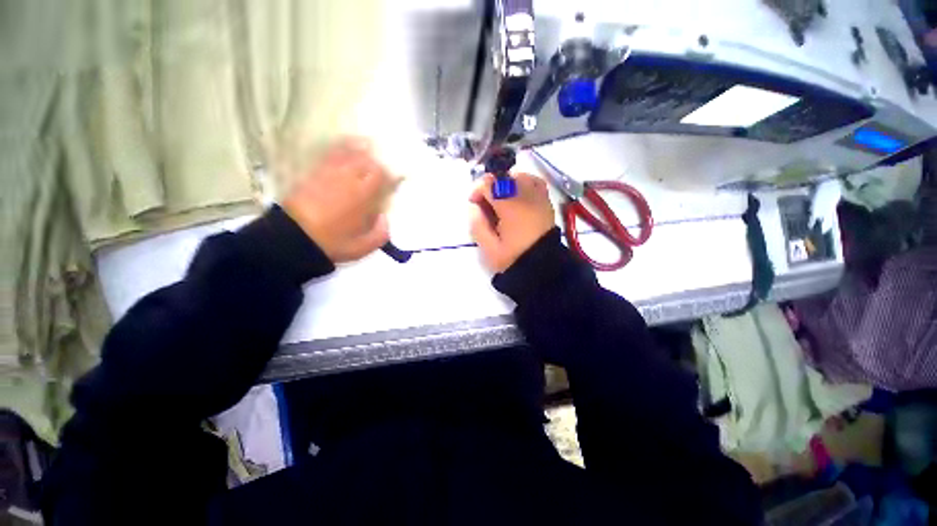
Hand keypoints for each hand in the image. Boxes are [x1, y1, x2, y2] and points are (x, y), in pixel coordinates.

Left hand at [283, 138, 395, 262]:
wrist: (294, 238)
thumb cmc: (333, 243)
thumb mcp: (364, 247)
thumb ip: (381, 233)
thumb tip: (385, 218)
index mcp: (363, 195)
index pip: (382, 175)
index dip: (392, 175)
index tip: (397, 180)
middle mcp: (348, 178)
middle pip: (367, 160)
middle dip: (378, 161)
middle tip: (384, 166)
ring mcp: (329, 173)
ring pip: (349, 152)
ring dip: (361, 148)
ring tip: (369, 145)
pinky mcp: (314, 172)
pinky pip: (330, 154)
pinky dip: (340, 147)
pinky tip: (345, 147)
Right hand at [469, 173, 555, 272]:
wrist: (542, 267)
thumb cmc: (513, 258)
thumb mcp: (488, 247)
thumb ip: (477, 224)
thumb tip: (474, 206)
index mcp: (510, 207)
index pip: (489, 184)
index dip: (477, 190)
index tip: (474, 204)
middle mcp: (526, 196)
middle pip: (504, 177)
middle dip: (491, 187)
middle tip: (487, 205)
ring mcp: (539, 198)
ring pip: (520, 176)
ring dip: (506, 184)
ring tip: (502, 201)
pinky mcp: (546, 202)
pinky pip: (535, 182)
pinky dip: (524, 183)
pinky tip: (518, 197)